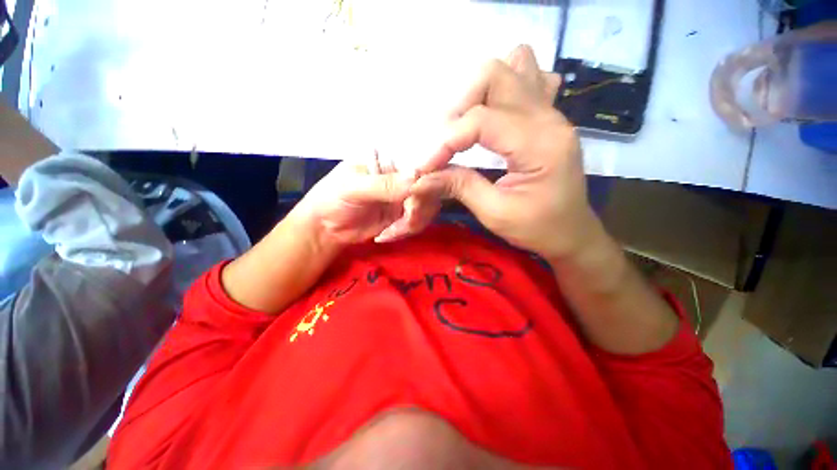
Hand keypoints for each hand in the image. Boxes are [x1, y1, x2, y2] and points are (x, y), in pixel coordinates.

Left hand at [289, 157, 434, 247]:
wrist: (326, 229)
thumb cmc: (332, 199)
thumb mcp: (353, 188)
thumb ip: (383, 184)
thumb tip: (416, 177)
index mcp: (387, 160)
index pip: (419, 162)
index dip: (427, 179)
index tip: (418, 198)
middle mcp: (401, 176)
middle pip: (429, 188)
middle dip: (418, 209)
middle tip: (404, 223)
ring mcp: (404, 196)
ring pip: (428, 207)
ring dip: (412, 224)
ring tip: (389, 232)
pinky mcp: (403, 214)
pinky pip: (418, 222)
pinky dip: (406, 231)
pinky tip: (386, 235)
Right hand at [411, 45, 599, 260]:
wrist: (570, 233)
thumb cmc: (537, 229)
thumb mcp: (494, 213)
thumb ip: (459, 186)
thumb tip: (422, 177)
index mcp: (539, 144)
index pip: (480, 121)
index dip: (445, 141)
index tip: (425, 166)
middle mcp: (548, 117)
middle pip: (495, 74)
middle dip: (458, 106)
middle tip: (444, 142)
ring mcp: (550, 112)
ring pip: (512, 66)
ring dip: (479, 92)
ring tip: (466, 126)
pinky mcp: (547, 117)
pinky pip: (527, 80)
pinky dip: (502, 91)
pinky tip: (494, 116)